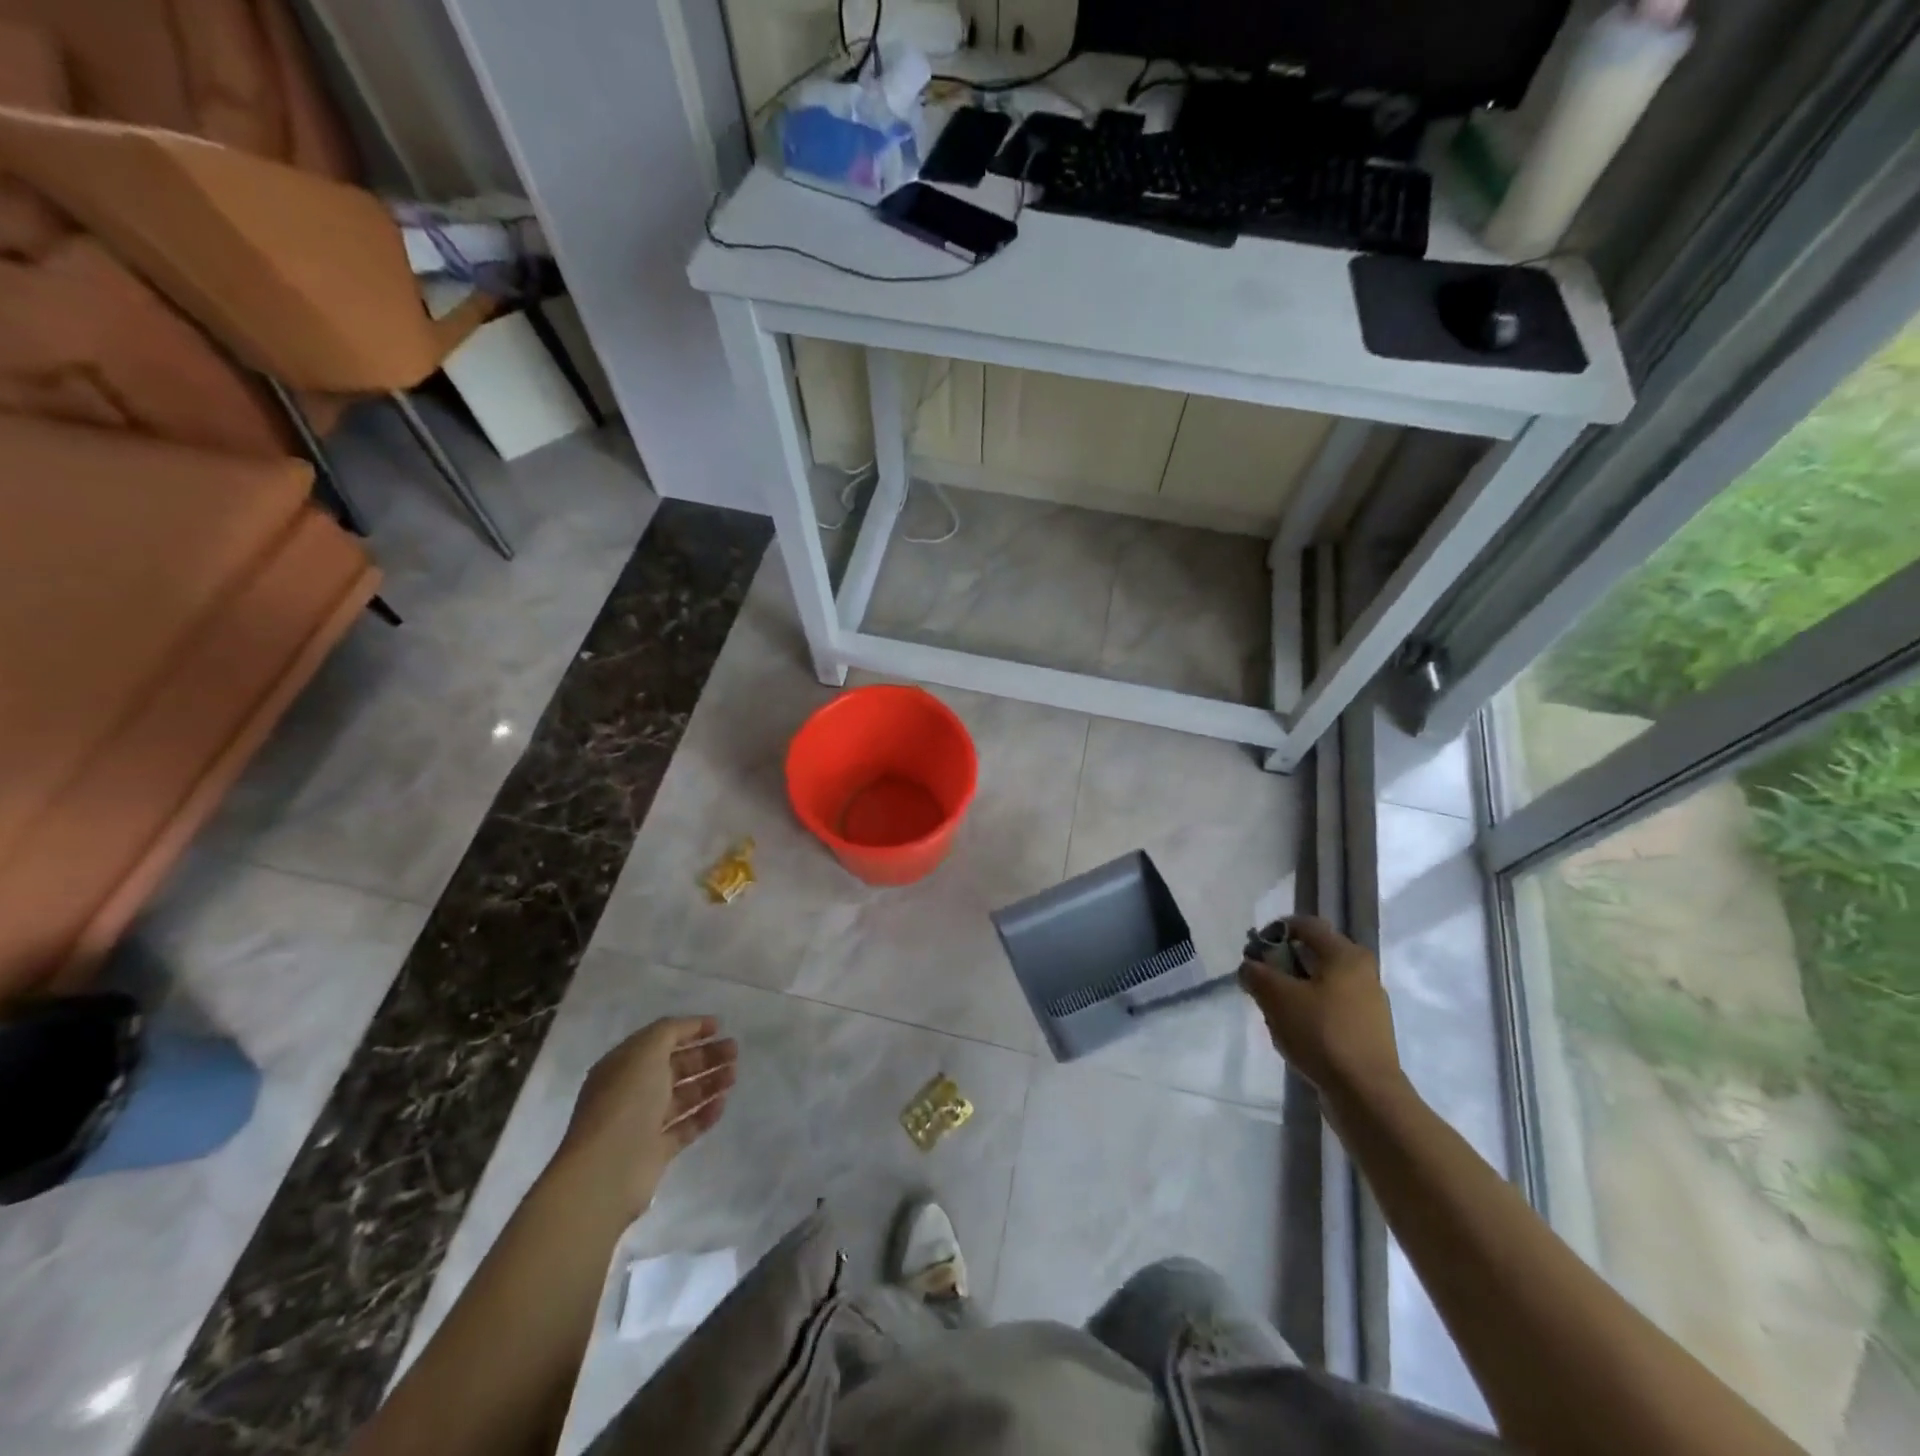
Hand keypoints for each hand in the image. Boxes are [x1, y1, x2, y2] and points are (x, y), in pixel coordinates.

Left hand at [554, 1017, 737, 1216]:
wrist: (607, 1170)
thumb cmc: (626, 1101)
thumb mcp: (646, 1051)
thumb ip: (670, 1032)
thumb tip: (692, 1028)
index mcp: (624, 1065)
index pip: (661, 1040)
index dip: (690, 1030)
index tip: (719, 1026)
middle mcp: (632, 1091)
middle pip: (675, 1067)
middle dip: (705, 1056)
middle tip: (734, 1050)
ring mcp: (644, 1123)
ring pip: (683, 1096)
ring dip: (709, 1082)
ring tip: (734, 1075)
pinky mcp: (656, 1152)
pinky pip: (686, 1127)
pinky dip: (704, 1114)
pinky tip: (722, 1104)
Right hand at [1240, 916, 1403, 1099]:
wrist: (1366, 1094)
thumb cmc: (1321, 1033)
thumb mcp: (1276, 997)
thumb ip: (1256, 974)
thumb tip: (1249, 966)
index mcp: (1345, 954)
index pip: (1306, 925)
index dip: (1275, 930)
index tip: (1254, 950)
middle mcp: (1362, 971)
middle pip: (1313, 954)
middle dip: (1282, 964)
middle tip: (1260, 982)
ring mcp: (1368, 1002)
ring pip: (1321, 982)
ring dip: (1294, 989)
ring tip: (1274, 1010)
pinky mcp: (1367, 1029)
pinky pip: (1331, 1007)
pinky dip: (1310, 1011)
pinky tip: (1295, 1031)